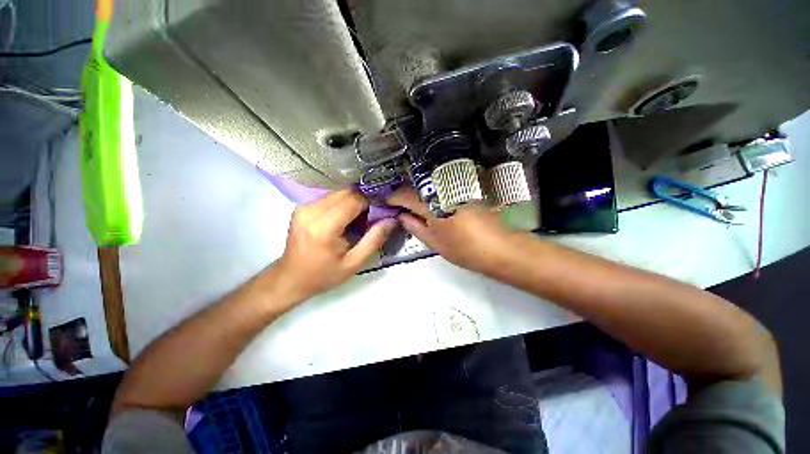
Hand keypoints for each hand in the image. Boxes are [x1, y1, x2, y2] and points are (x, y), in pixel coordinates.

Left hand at [276, 189, 395, 300]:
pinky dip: (342, 204)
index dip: (370, 203)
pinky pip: (329, 198)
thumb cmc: (323, 275)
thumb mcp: (354, 263)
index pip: (354, 200)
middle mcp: (311, 211)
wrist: (290, 279)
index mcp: (324, 227)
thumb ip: (374, 240)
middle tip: (370, 218)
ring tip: (357, 220)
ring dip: (352, 202)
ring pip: (338, 193)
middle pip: (346, 192)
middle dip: (362, 201)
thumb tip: (392, 220)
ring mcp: (304, 207)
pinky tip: (344, 220)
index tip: (380, 213)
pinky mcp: (302, 207)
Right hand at [386, 187, 515, 274]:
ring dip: (417, 194)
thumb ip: (416, 227)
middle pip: (416, 188)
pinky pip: (441, 189)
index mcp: (432, 205)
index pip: (405, 195)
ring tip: (410, 205)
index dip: (393, 197)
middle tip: (396, 205)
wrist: (500, 247)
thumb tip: (402, 216)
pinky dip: (431, 194)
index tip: (385, 202)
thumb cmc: (465, 249)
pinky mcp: (465, 191)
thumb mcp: (435, 242)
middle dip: (403, 195)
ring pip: (429, 187)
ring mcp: (455, 189)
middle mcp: (442, 192)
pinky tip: (429, 203)